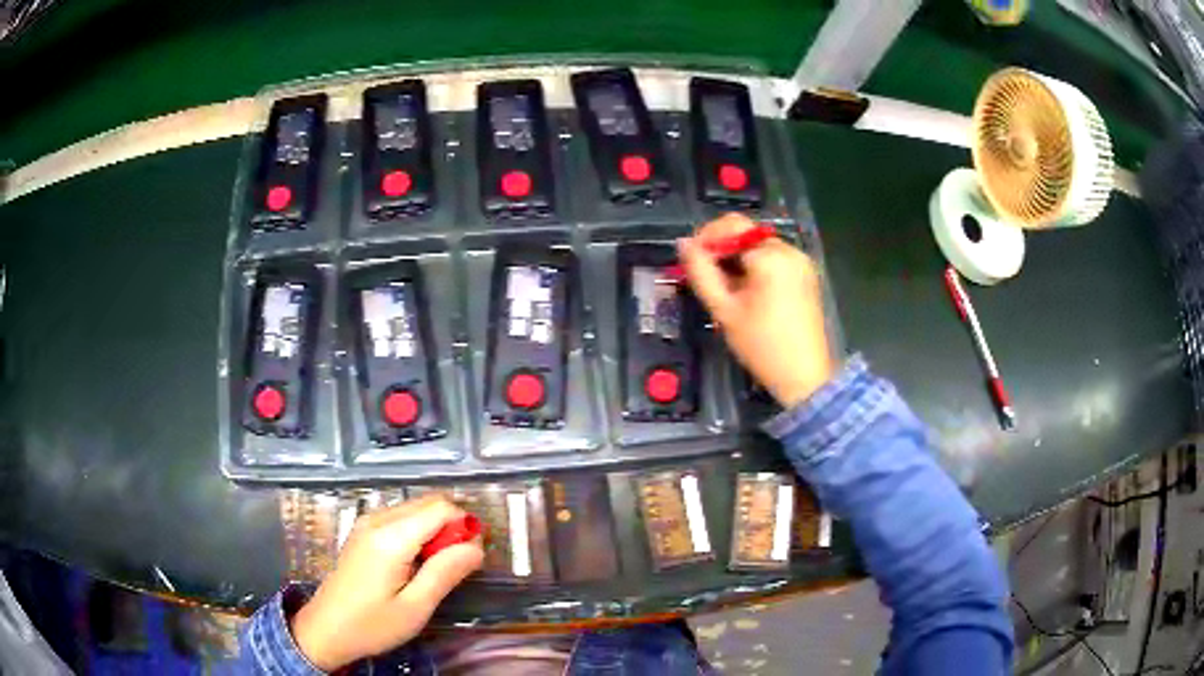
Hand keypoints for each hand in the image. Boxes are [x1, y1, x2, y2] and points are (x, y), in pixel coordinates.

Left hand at [289, 495, 483, 670]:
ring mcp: (368, 522)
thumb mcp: (415, 608)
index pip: (442, 508)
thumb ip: (446, 573)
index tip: (470, 561)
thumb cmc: (372, 625)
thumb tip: (477, 546)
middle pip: (430, 503)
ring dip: (436, 531)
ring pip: (417, 508)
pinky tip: (414, 565)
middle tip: (454, 569)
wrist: (326, 629)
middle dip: (452, 528)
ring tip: (434, 571)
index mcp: (391, 537)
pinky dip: (419, 533)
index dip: (464, 528)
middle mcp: (378, 519)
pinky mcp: (364, 530)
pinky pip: (402, 517)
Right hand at [679, 213, 834, 407]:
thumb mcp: (724, 310)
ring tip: (725, 289)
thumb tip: (683, 244)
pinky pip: (774, 260)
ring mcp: (802, 263)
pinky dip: (756, 268)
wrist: (804, 377)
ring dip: (738, 260)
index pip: (732, 226)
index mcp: (771, 255)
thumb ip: (701, 273)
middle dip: (722, 250)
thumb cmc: (761, 345)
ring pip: (759, 247)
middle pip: (747, 234)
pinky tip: (746, 292)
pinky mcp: (806, 276)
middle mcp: (790, 250)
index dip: (706, 238)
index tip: (690, 260)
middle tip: (705, 277)